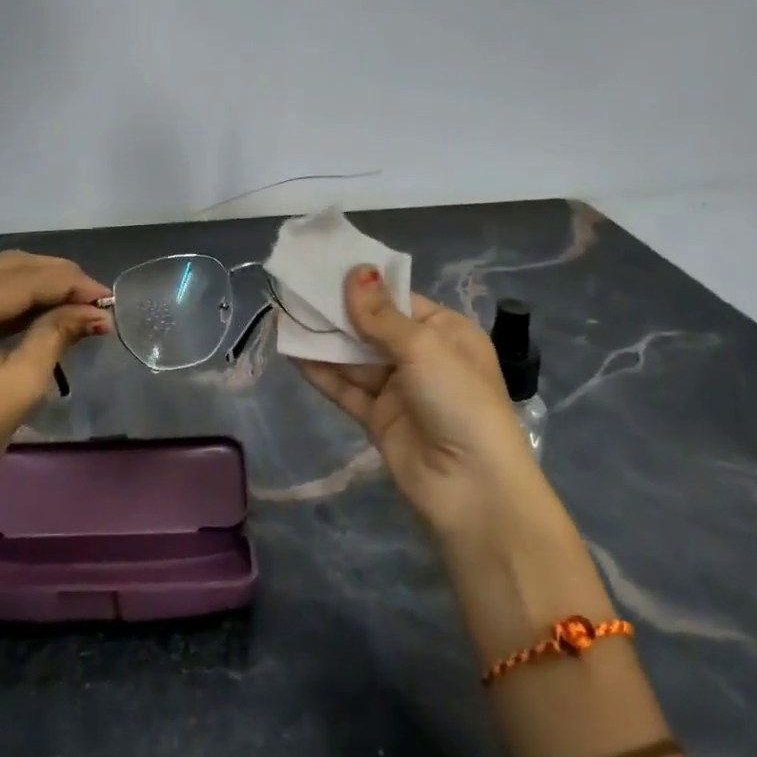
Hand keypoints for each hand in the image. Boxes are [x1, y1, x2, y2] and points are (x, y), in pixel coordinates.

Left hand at [0, 251, 110, 518]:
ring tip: (81, 304)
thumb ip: (57, 335)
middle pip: (7, 266)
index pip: (19, 280)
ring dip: (41, 284)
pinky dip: (17, 296)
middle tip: (99, 301)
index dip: (69, 284)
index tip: (109, 298)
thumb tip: (99, 310)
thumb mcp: (19, 388)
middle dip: (58, 280)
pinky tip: (48, 308)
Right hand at [293, 267, 558, 548]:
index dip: (364, 287)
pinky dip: (320, 372)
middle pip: (372, 328)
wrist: (472, 488)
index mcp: (446, 333)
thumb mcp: (424, 348)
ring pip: (355, 358)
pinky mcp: (378, 419)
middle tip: (296, 290)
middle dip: (337, 312)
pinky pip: (345, 389)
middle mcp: (423, 358)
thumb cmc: (459, 400)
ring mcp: (399, 391)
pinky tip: (292, 353)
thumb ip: (381, 315)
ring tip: (284, 316)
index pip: (399, 301)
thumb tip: (355, 271)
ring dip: (323, 340)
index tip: (325, 269)